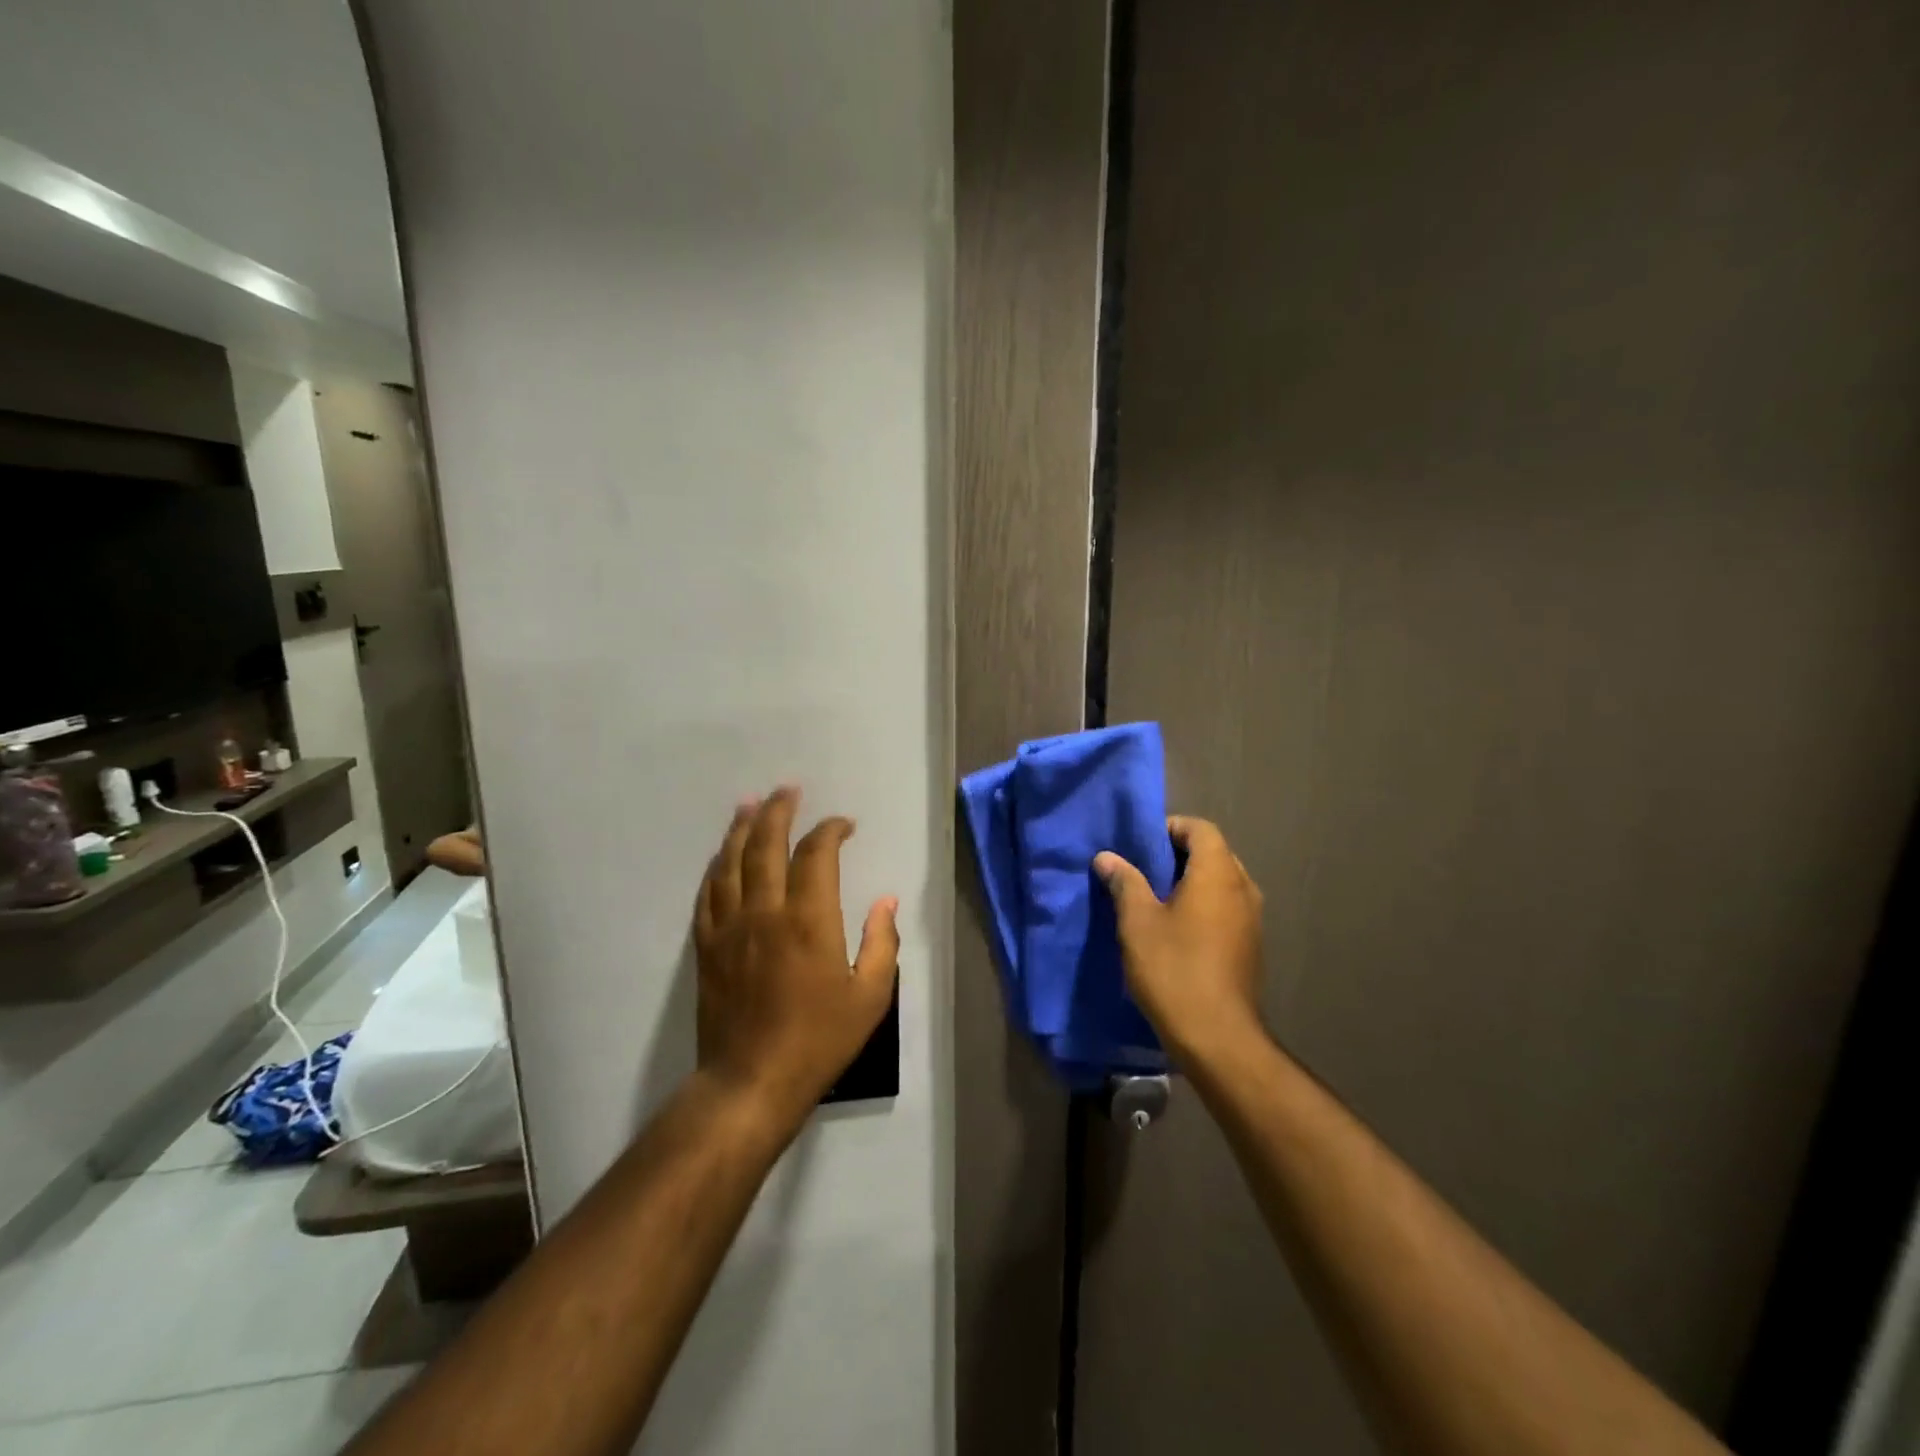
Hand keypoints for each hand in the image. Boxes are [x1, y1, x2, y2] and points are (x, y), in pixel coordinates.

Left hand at [692, 787, 900, 1123]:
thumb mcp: (869, 997)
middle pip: (765, 844)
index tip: (843, 825)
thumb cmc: (818, 1040)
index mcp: (809, 920)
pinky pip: (708, 894)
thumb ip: (881, 943)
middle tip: (787, 789)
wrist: (750, 1082)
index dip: (830, 830)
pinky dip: (716, 867)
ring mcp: (730, 927)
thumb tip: (886, 902)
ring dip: (741, 828)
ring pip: (731, 862)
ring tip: (749, 804)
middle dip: (778, 811)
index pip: (816, 854)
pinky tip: (721, 856)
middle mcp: (766, 912)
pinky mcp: (707, 946)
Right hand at [1095, 816, 1265, 1065]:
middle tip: (1142, 869)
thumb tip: (1107, 857)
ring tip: (1154, 898)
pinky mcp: (1250, 946)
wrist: (1217, 1037)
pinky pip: (1226, 908)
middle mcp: (1243, 888)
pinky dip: (1202, 906)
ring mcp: (1252, 919)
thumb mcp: (1137, 922)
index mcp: (1218, 873)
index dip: (1170, 828)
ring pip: (1220, 883)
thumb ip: (1125, 882)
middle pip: (1213, 853)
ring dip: (1190, 882)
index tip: (1139, 843)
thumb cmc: (1174, 969)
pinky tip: (1175, 929)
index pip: (1200, 828)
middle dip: (1177, 855)